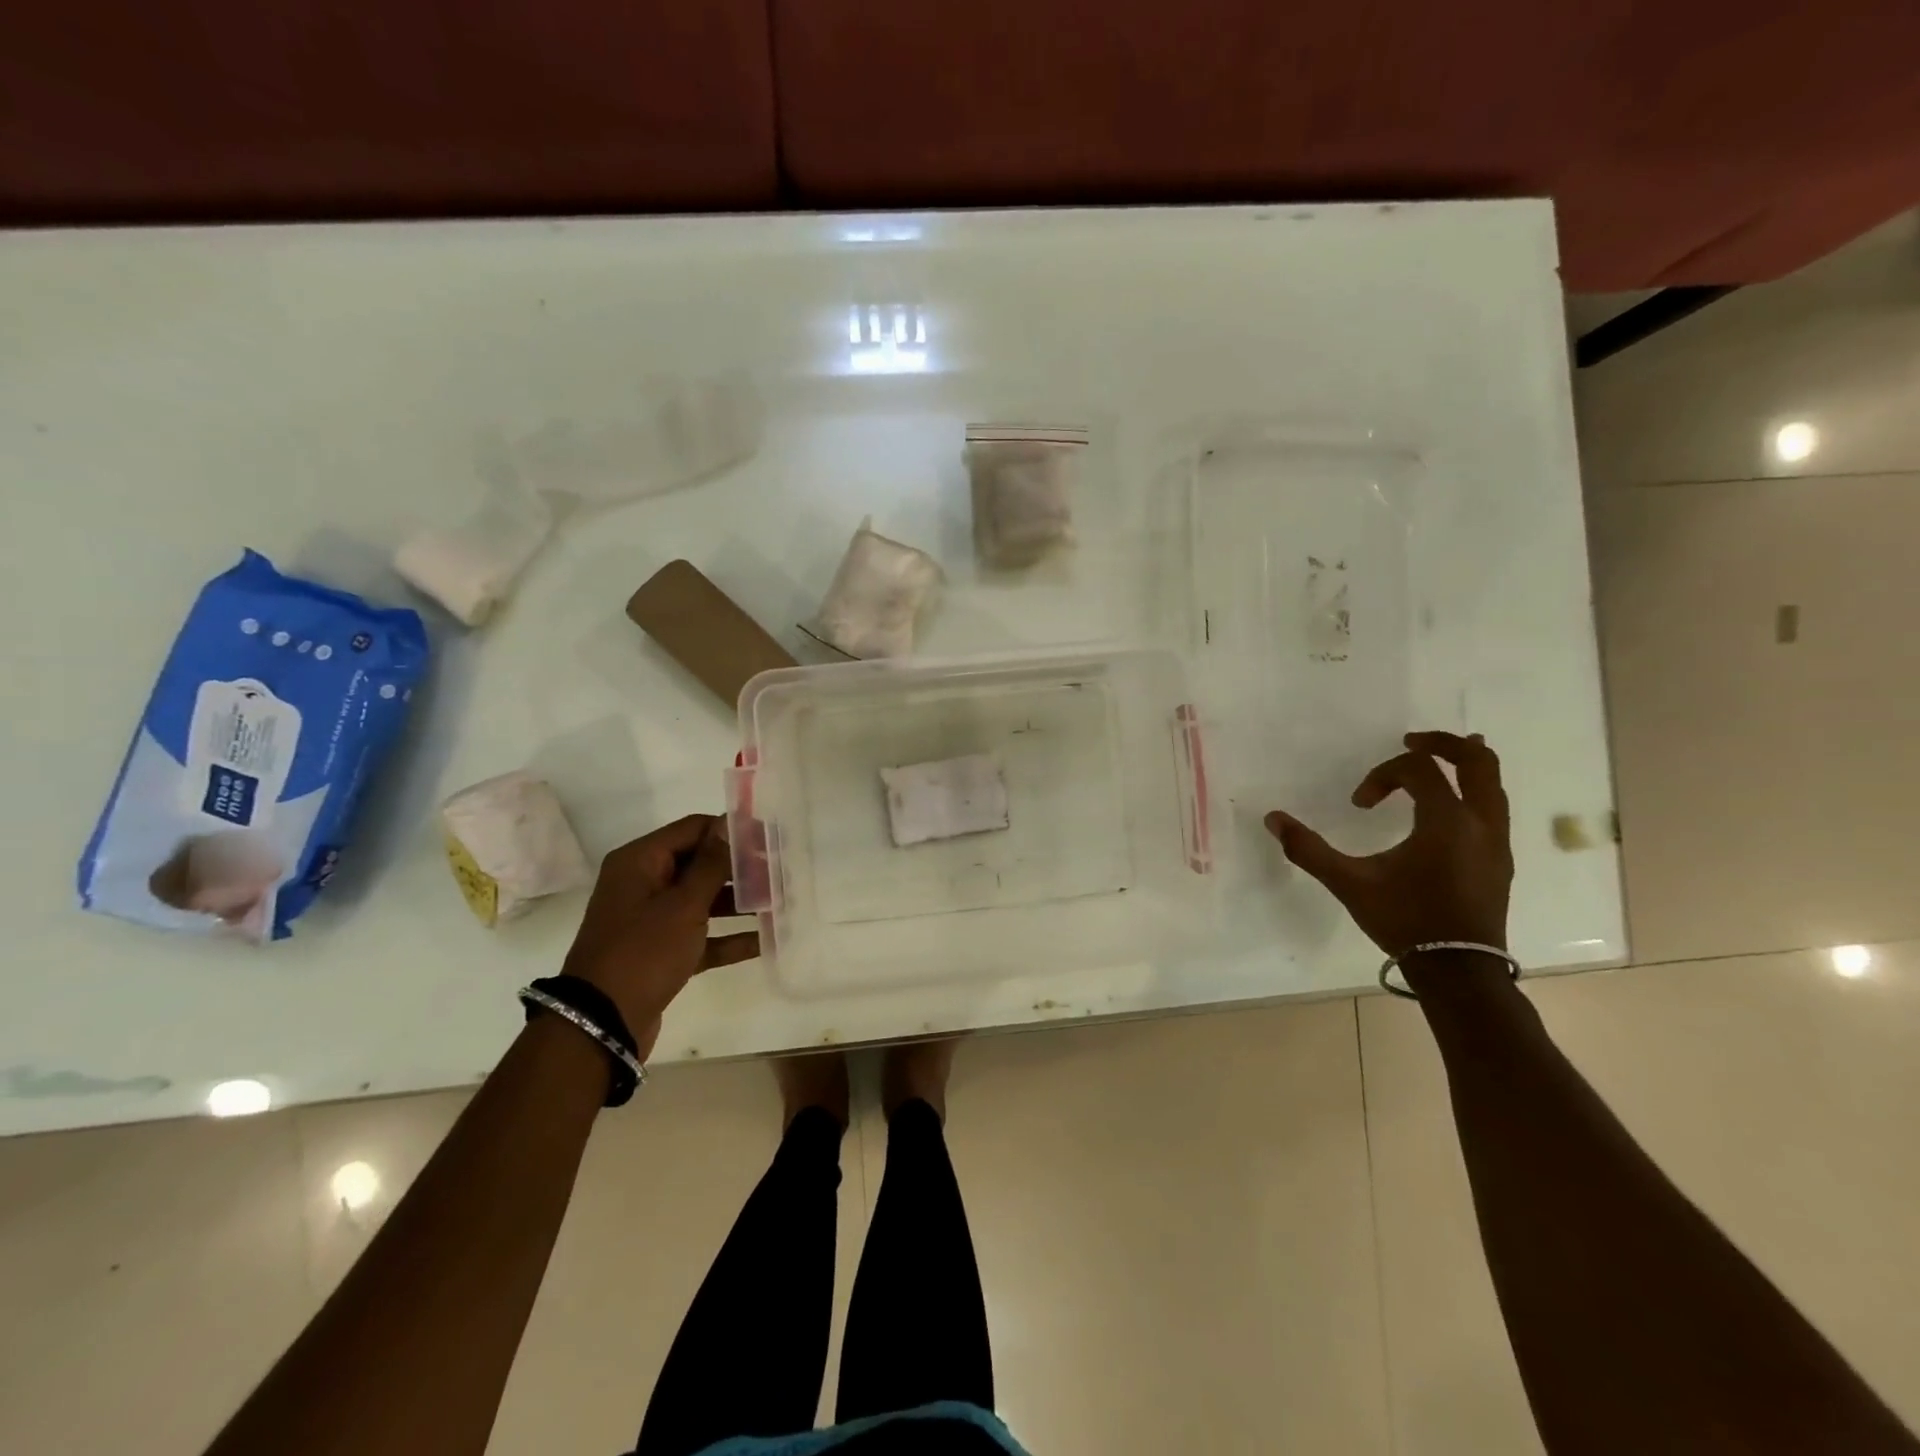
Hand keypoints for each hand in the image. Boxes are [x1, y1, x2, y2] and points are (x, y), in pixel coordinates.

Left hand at [562, 815, 758, 1056]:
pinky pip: (700, 935)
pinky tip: (763, 941)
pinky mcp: (660, 952)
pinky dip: (727, 937)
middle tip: (781, 873)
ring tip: (779, 904)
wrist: (601, 1025)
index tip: (771, 838)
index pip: (693, 829)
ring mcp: (651, 920)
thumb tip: (730, 824)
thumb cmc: (643, 952)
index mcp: (640, 862)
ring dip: (739, 902)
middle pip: (700, 863)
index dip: (732, 831)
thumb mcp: (683, 904)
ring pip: (702, 900)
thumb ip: (711, 864)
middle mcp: (643, 884)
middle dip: (740, 869)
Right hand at [1265, 731, 1512, 957]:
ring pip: (1493, 784)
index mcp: (1446, 821)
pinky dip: (1472, 792)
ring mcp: (1497, 842)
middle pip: (1476, 761)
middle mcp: (1480, 823)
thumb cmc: (1405, 921)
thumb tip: (1273, 819)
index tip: (1360, 804)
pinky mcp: (1500, 861)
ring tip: (1438, 761)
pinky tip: (1451, 806)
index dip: (1382, 776)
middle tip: (1411, 741)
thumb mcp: (1350, 883)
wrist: (1458, 971)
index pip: (1418, 770)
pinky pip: (1493, 808)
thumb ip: (1309, 849)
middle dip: (1442, 744)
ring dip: (1463, 766)